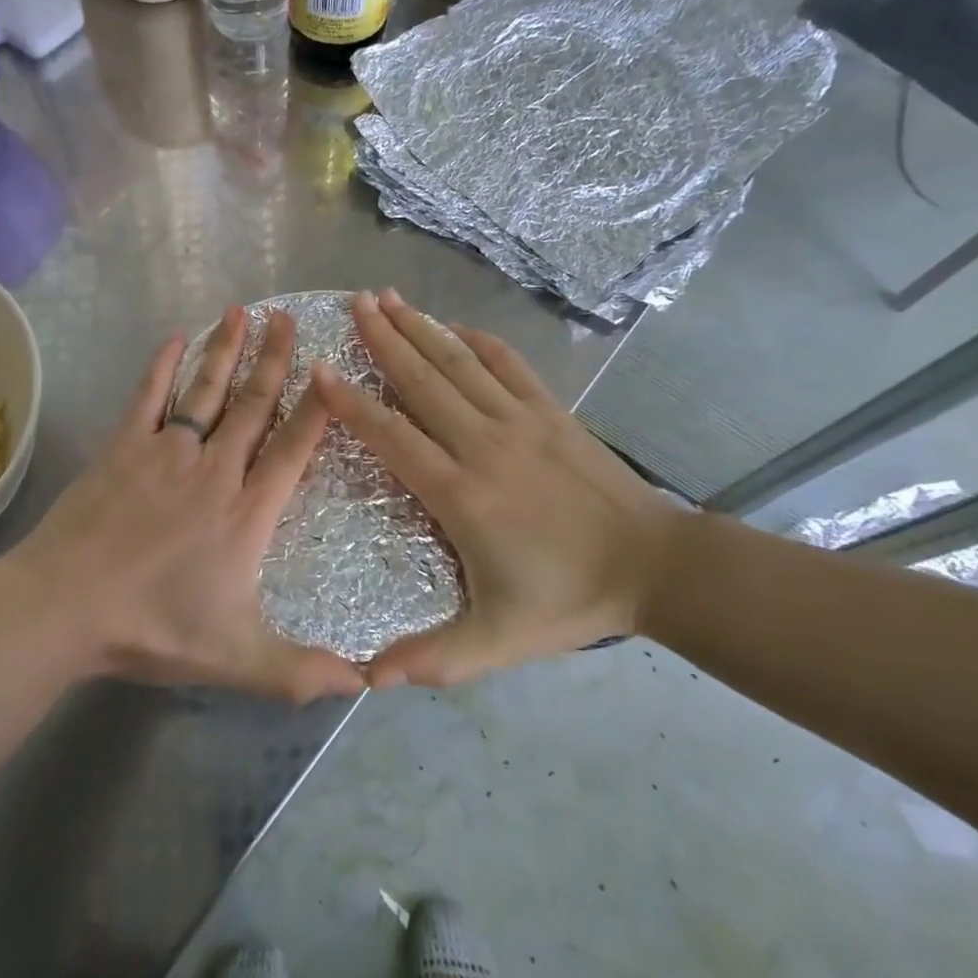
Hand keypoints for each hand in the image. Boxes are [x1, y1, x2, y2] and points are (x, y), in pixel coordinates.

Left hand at [6, 306, 366, 702]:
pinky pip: (149, 396)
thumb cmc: (153, 627)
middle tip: (289, 316)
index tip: (332, 368)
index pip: (294, 449)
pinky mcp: (123, 448)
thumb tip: (367, 685)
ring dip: (226, 350)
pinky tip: (174, 336)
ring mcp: (166, 452)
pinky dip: (162, 365)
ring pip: (206, 391)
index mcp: (246, 512)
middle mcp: (214, 470)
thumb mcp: (237, 659)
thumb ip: (300, 671)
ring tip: (243, 310)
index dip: (317, 408)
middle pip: (254, 405)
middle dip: (274, 360)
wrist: (65, 606)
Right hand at [311, 290, 682, 686]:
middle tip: (352, 303)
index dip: (352, 403)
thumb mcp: (498, 642)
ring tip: (388, 298)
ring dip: (420, 328)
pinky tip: (453, 325)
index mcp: (461, 494)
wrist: (656, 567)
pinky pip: (507, 364)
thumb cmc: (569, 600)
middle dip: (382, 340)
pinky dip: (476, 339)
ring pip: (459, 363)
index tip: (320, 370)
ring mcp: (520, 421)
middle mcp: (483, 444)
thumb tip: (367, 680)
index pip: (392, 437)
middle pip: (422, 382)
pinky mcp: (551, 412)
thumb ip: (434, 658)